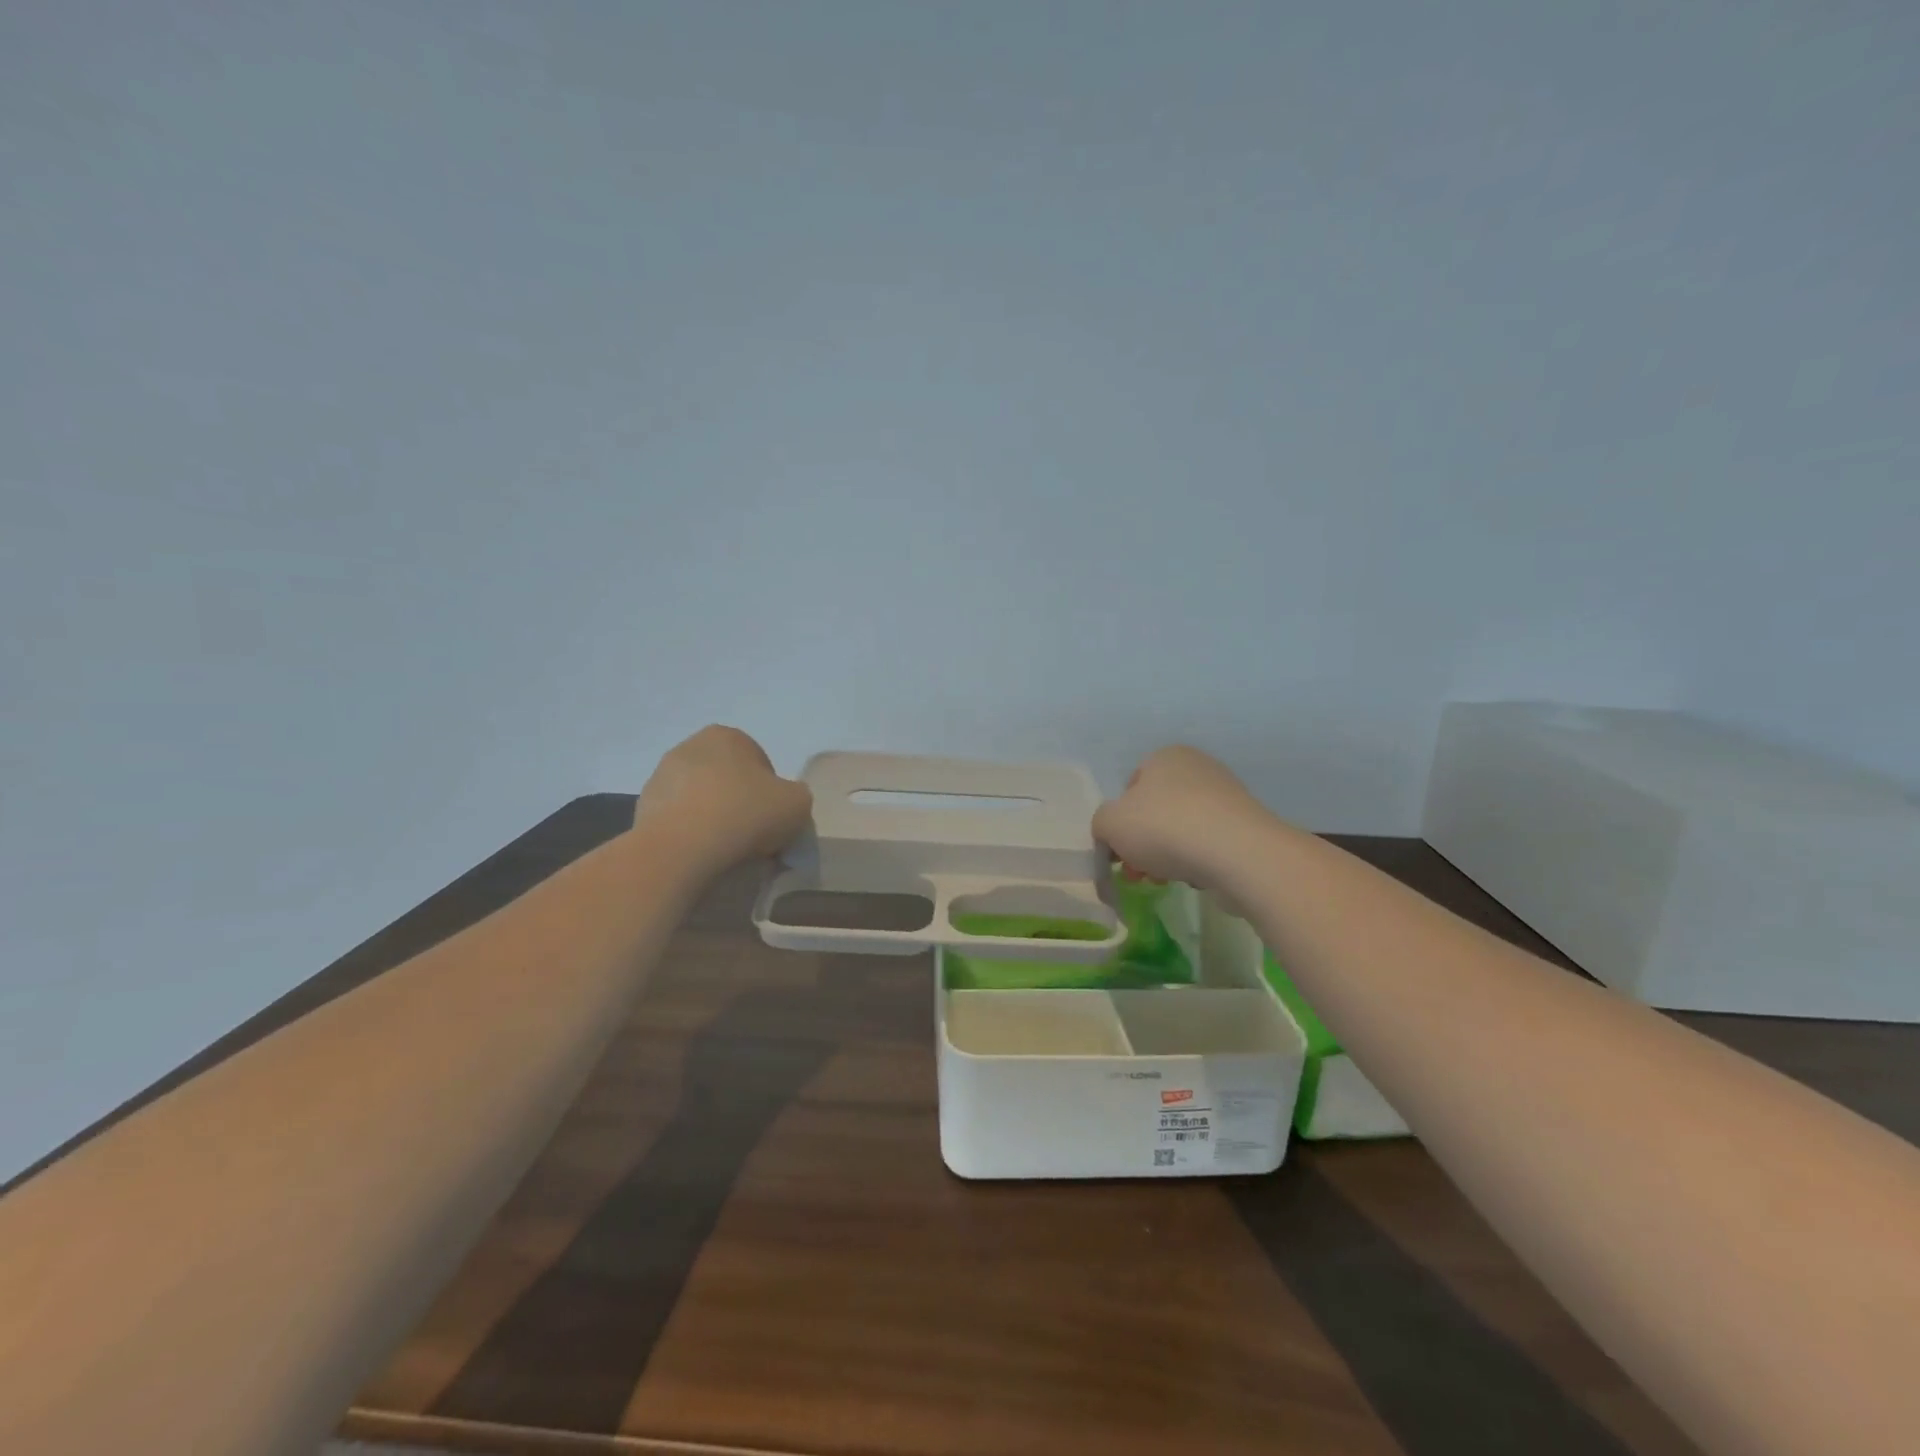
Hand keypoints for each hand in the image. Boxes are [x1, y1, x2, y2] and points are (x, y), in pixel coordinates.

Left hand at [636, 726, 811, 874]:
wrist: (681, 851)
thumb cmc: (744, 814)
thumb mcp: (797, 803)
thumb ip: (796, 796)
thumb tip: (782, 804)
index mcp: (726, 736)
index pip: (760, 763)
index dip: (772, 793)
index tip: (774, 819)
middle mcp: (689, 747)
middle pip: (728, 779)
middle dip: (740, 803)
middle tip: (754, 836)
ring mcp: (660, 778)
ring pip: (702, 800)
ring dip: (714, 819)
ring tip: (727, 851)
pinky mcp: (642, 810)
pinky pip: (679, 822)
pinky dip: (691, 836)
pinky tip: (702, 857)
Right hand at [1092, 745, 1278, 894]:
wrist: (1237, 853)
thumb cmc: (1164, 827)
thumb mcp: (1109, 823)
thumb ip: (1101, 824)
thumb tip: (1113, 832)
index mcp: (1164, 756)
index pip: (1130, 786)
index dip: (1119, 820)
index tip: (1117, 850)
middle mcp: (1197, 768)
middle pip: (1156, 810)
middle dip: (1141, 844)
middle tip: (1136, 873)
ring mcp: (1226, 796)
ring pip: (1181, 829)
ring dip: (1165, 856)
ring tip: (1162, 881)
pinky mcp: (1246, 826)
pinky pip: (1209, 843)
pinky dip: (1197, 861)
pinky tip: (1194, 878)